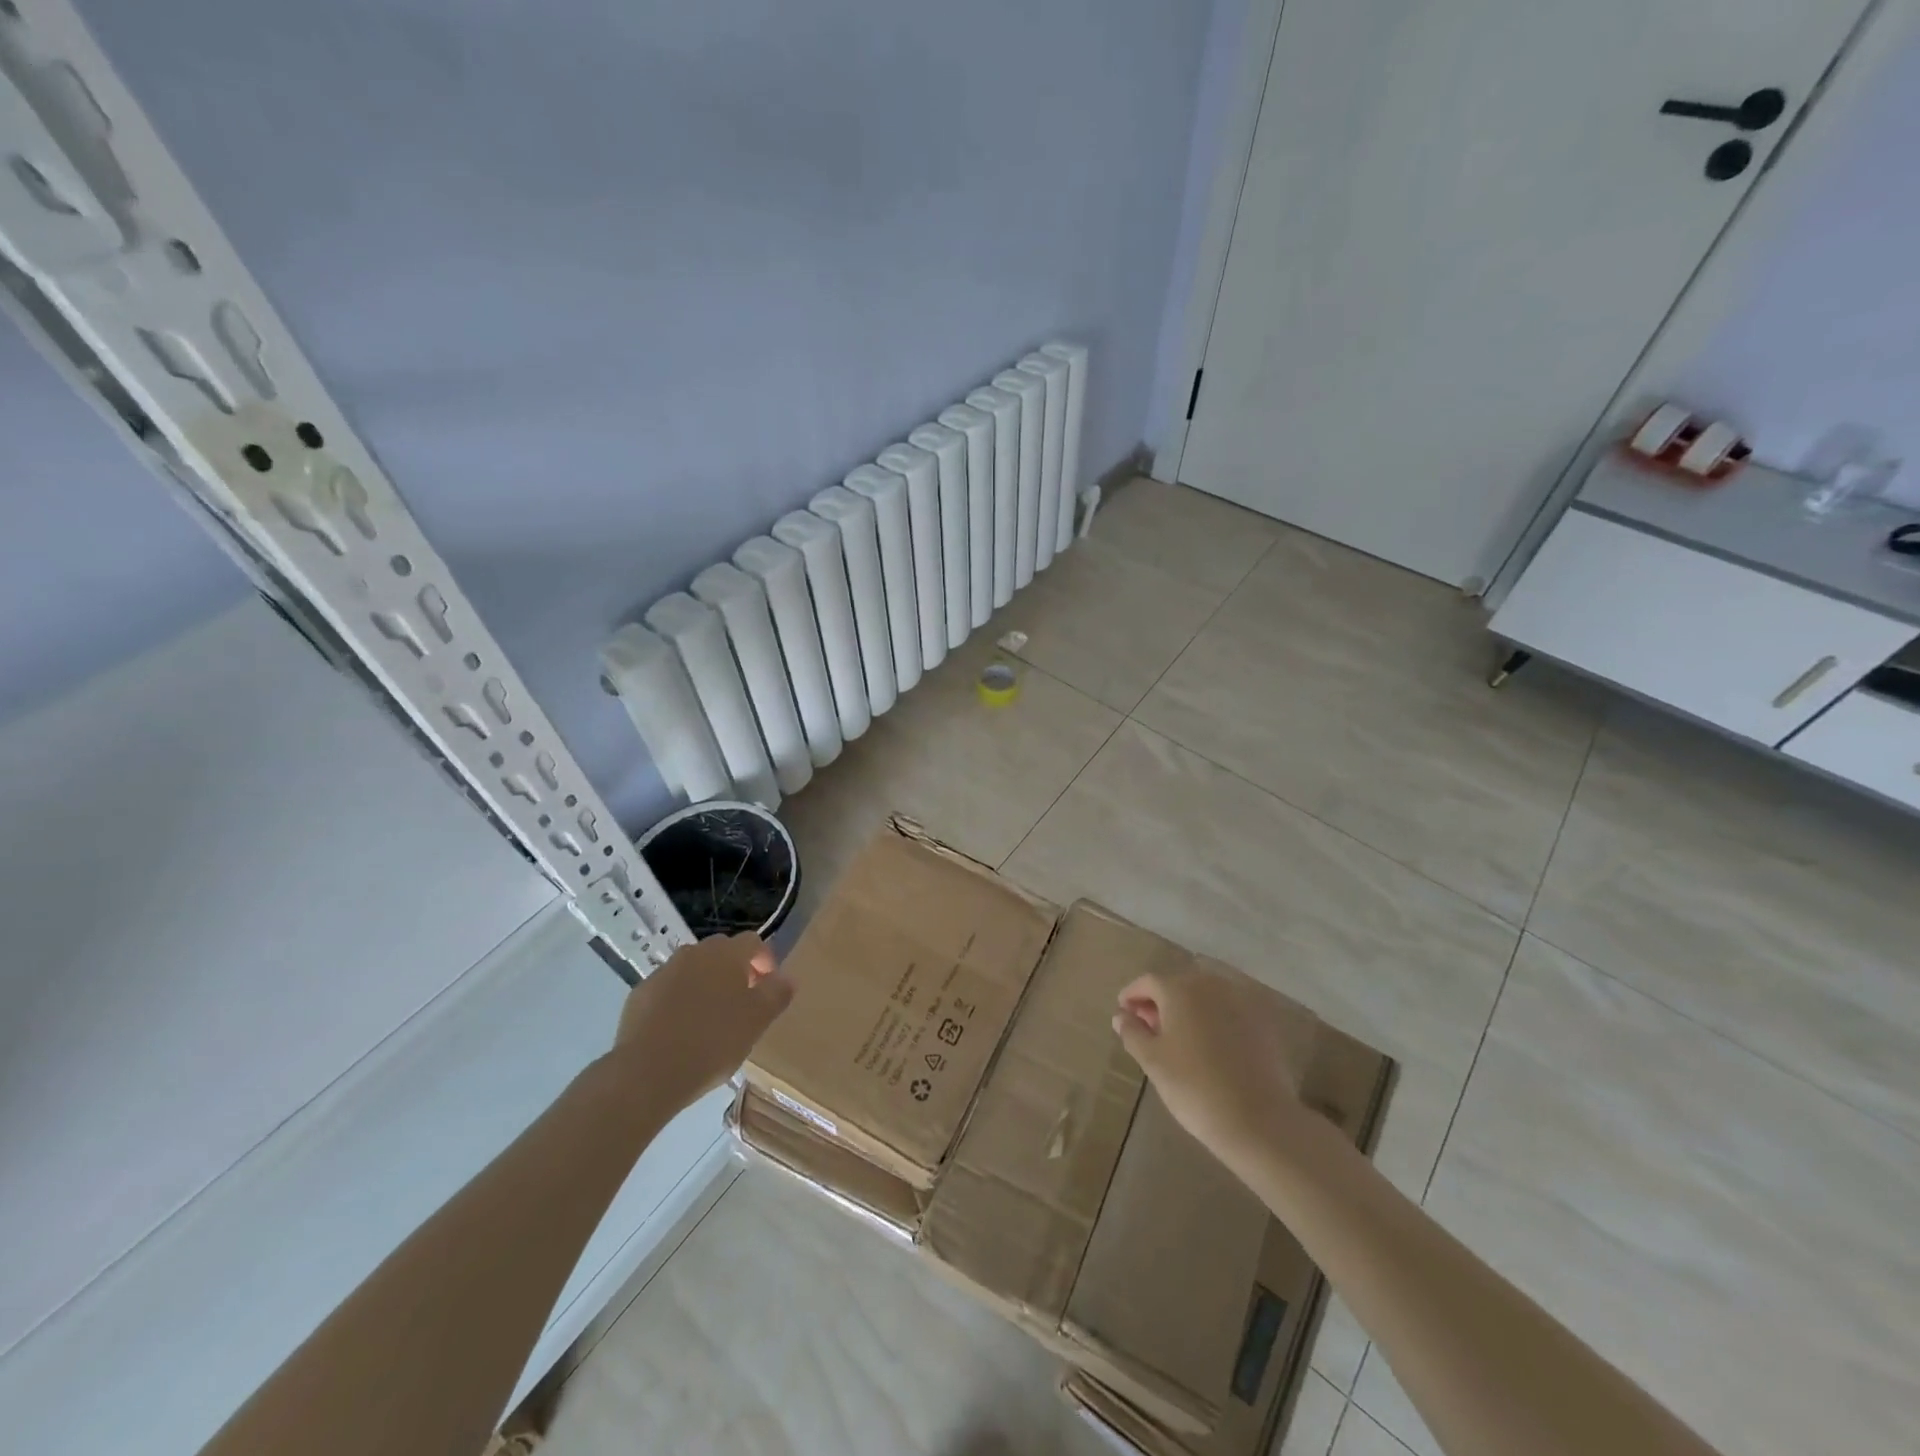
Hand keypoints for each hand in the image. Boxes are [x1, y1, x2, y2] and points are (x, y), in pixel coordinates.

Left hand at [608, 932, 793, 1112]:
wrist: (648, 1072)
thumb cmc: (713, 1041)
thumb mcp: (757, 1020)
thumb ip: (776, 993)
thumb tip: (786, 978)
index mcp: (726, 954)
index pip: (753, 942)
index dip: (765, 961)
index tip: (769, 987)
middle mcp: (694, 953)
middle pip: (722, 952)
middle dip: (735, 971)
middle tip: (743, 1002)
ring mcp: (663, 972)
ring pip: (693, 970)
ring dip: (706, 984)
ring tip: (711, 1018)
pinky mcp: (640, 994)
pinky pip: (668, 989)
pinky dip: (679, 1000)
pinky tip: (681, 1030)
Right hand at [1111, 962, 1316, 1166]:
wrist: (1259, 1120)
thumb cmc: (1194, 1087)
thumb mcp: (1152, 1062)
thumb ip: (1133, 1033)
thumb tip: (1122, 1015)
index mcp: (1179, 989)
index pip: (1148, 982)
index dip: (1132, 995)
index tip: (1123, 1011)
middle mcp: (1210, 984)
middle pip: (1177, 984)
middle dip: (1160, 1001)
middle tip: (1148, 1026)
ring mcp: (1240, 1000)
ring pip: (1205, 994)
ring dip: (1187, 1007)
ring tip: (1178, 1035)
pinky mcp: (1262, 1020)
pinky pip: (1228, 1009)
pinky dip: (1213, 1017)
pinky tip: (1209, 1042)